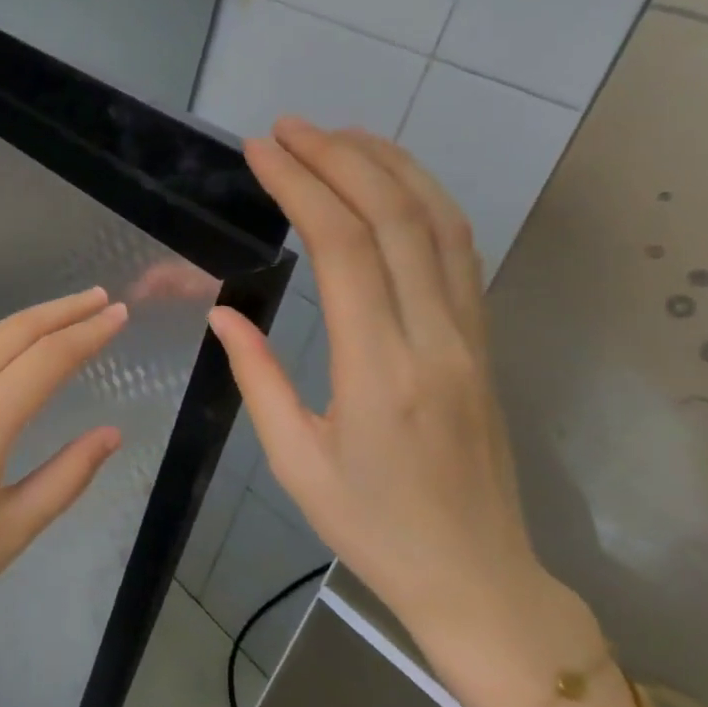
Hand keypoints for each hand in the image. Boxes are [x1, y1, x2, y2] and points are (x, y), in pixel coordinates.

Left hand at [0, 287, 127, 669]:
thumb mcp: (12, 530)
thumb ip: (67, 476)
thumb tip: (110, 433)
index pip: (49, 358)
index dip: (89, 332)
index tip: (119, 314)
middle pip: (13, 332)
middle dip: (61, 312)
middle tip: (98, 299)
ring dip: (18, 322)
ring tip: (54, 317)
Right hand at [207, 119, 598, 706]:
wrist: (477, 579)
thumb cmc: (372, 529)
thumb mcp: (296, 461)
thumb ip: (259, 377)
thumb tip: (223, 312)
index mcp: (380, 373)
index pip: (344, 250)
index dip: (302, 187)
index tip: (263, 151)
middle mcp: (435, 340)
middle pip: (396, 218)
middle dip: (339, 158)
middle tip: (288, 128)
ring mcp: (471, 336)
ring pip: (440, 223)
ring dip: (388, 166)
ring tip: (337, 135)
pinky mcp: (484, 341)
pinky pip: (460, 252)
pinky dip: (424, 200)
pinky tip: (390, 183)